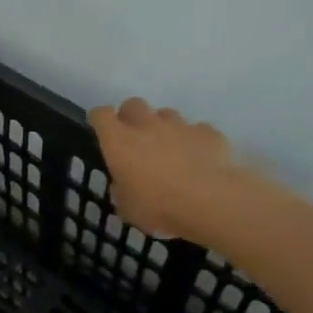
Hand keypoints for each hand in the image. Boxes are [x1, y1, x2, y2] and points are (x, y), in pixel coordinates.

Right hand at [87, 99, 282, 243]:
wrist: (212, 202)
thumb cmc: (159, 207)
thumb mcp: (127, 207)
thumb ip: (122, 189)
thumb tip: (124, 183)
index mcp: (119, 142)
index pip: (101, 115)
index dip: (99, 119)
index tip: (100, 129)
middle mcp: (147, 126)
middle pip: (133, 104)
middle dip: (131, 116)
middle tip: (134, 137)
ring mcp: (180, 126)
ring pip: (166, 114)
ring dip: (163, 126)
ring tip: (169, 148)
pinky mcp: (208, 133)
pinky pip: (197, 129)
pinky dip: (194, 139)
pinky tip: (198, 157)